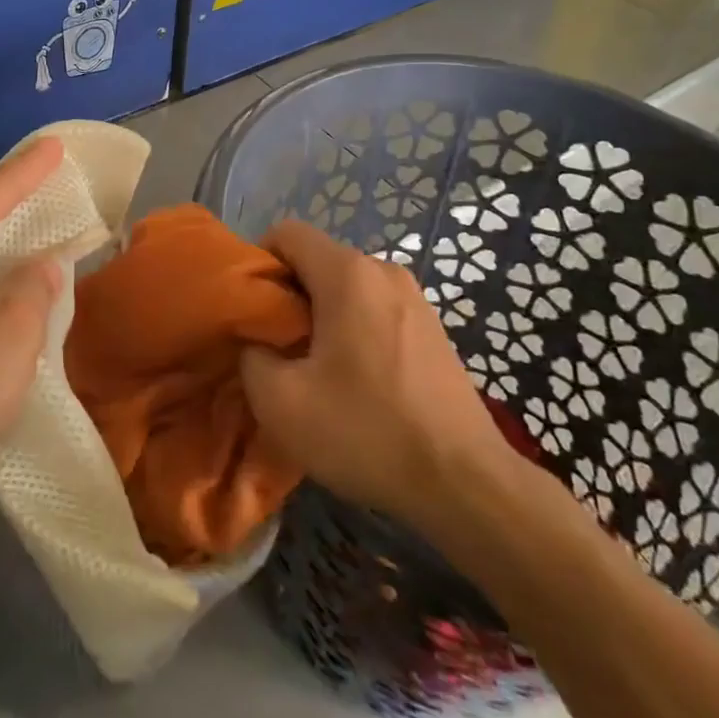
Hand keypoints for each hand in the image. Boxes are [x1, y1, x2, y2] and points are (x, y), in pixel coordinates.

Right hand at [239, 221, 513, 520]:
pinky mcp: (434, 328)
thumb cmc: (368, 432)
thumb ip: (251, 356)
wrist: (467, 485)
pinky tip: (357, 382)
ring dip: (322, 316)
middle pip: (318, 260)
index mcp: (347, 273)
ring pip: (347, 287)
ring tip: (316, 369)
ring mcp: (415, 298)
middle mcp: (383, 270)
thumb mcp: (280, 402)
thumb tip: (258, 342)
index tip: (253, 311)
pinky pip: (376, 309)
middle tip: (278, 348)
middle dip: (289, 295)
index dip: (259, 263)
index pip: (287, 232)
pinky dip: (354, 330)